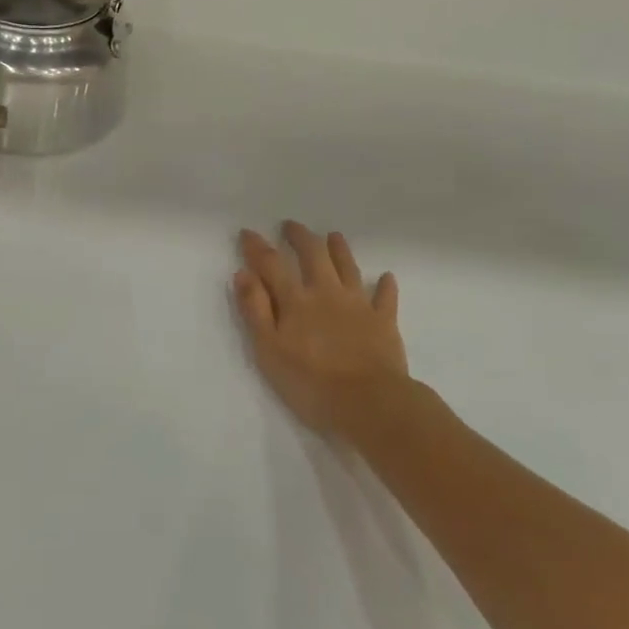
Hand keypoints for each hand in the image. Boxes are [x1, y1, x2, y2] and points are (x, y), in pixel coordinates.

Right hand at [233, 223, 428, 442]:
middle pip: (313, 255)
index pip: (272, 264)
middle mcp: (326, 293)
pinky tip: (385, 277)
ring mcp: (358, 305)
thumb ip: (255, 310)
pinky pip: (385, 298)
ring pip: (348, 268)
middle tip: (291, 225)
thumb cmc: (311, 382)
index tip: (248, 233)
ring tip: (333, 236)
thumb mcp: (269, 350)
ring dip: (339, 250)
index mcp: (296, 300)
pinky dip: (384, 286)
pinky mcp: (384, 322)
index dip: (258, 247)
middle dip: (300, 237)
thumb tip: (243, 273)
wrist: (370, 403)